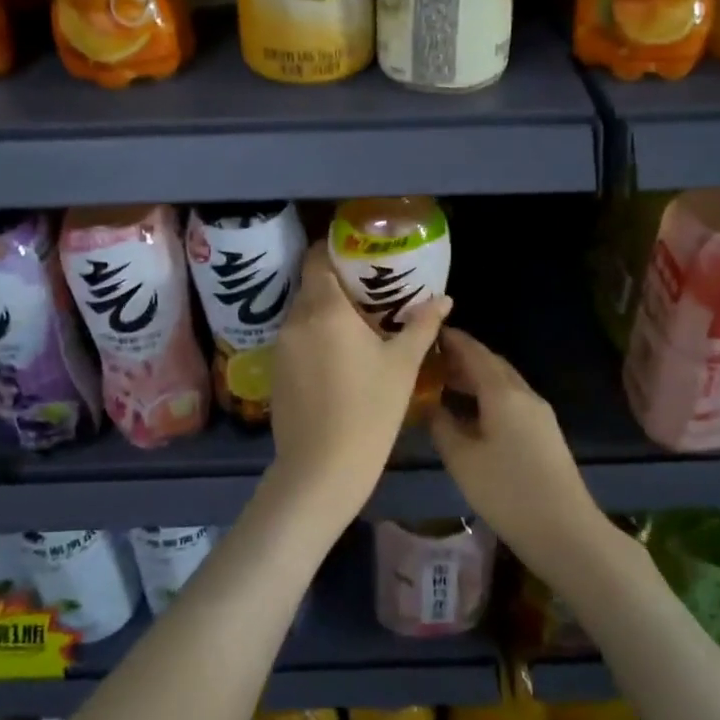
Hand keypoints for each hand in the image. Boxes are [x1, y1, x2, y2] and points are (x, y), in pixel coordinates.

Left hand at [268, 241, 449, 528]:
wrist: (321, 469)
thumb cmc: (369, 411)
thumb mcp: (402, 366)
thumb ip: (421, 325)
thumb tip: (445, 299)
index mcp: (325, 309)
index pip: (317, 259)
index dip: (333, 249)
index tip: (357, 253)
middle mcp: (296, 319)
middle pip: (310, 284)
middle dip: (335, 281)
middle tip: (367, 289)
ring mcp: (281, 346)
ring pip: (302, 312)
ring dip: (324, 310)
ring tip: (355, 322)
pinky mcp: (274, 370)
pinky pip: (295, 337)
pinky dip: (313, 334)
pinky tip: (336, 354)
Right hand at [429, 327, 605, 578]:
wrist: (565, 531)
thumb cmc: (506, 492)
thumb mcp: (462, 459)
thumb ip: (442, 425)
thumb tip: (430, 405)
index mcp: (502, 392)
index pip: (474, 352)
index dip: (452, 339)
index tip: (430, 332)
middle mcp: (524, 393)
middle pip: (491, 363)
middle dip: (463, 357)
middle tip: (432, 359)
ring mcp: (539, 413)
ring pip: (503, 382)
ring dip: (476, 377)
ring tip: (446, 383)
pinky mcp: (545, 432)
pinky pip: (511, 399)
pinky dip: (488, 395)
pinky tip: (472, 412)